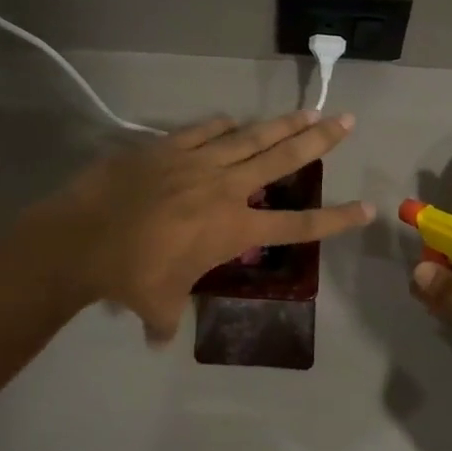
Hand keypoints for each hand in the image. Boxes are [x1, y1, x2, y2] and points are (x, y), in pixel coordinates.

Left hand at [40, 111, 374, 341]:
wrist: (85, 237)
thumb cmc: (131, 276)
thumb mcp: (158, 305)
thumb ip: (166, 320)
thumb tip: (158, 341)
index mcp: (233, 229)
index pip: (297, 225)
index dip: (335, 218)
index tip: (367, 208)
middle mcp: (225, 188)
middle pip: (283, 159)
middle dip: (318, 140)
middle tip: (345, 122)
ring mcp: (197, 161)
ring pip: (251, 136)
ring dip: (282, 123)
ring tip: (308, 110)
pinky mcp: (167, 146)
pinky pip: (204, 130)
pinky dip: (222, 126)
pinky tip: (233, 121)